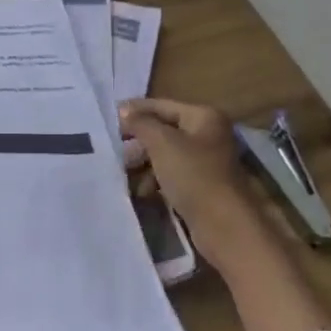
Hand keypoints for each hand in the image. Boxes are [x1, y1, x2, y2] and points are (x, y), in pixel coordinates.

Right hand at [119, 97, 252, 237]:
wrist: (223, 224)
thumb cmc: (193, 175)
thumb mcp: (162, 143)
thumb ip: (140, 123)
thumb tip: (123, 111)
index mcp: (204, 117)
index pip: (161, 106)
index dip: (134, 111)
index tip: (107, 119)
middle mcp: (207, 134)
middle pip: (163, 131)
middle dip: (137, 141)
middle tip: (114, 150)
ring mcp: (205, 161)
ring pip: (165, 154)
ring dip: (143, 163)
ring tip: (123, 173)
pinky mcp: (201, 185)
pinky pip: (171, 174)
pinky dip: (154, 180)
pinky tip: (140, 191)